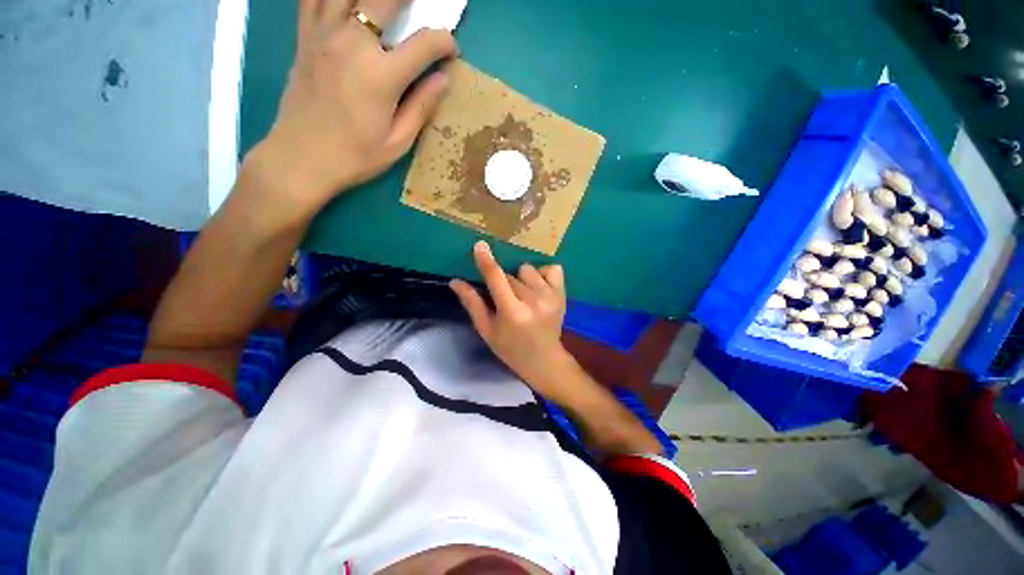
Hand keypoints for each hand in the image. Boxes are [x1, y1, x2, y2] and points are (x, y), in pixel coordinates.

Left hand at [251, 0, 457, 220]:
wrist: (301, 158)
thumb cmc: (356, 156)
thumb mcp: (398, 142)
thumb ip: (422, 106)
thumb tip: (444, 79)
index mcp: (381, 76)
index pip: (423, 44)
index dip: (444, 42)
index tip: (450, 51)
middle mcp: (352, 43)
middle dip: (411, 2)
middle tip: (422, 13)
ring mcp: (323, 35)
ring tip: (386, 8)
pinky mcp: (304, 37)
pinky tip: (346, 5)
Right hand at [450, 241, 572, 394]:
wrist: (544, 359)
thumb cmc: (510, 348)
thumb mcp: (486, 329)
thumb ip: (472, 304)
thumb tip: (455, 281)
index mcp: (512, 312)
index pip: (496, 278)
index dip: (486, 261)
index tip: (480, 246)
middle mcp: (533, 300)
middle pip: (510, 275)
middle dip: (504, 284)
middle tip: (507, 301)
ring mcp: (551, 295)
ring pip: (527, 269)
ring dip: (521, 279)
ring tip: (523, 296)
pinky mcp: (562, 293)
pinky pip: (551, 268)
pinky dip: (542, 274)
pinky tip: (539, 288)